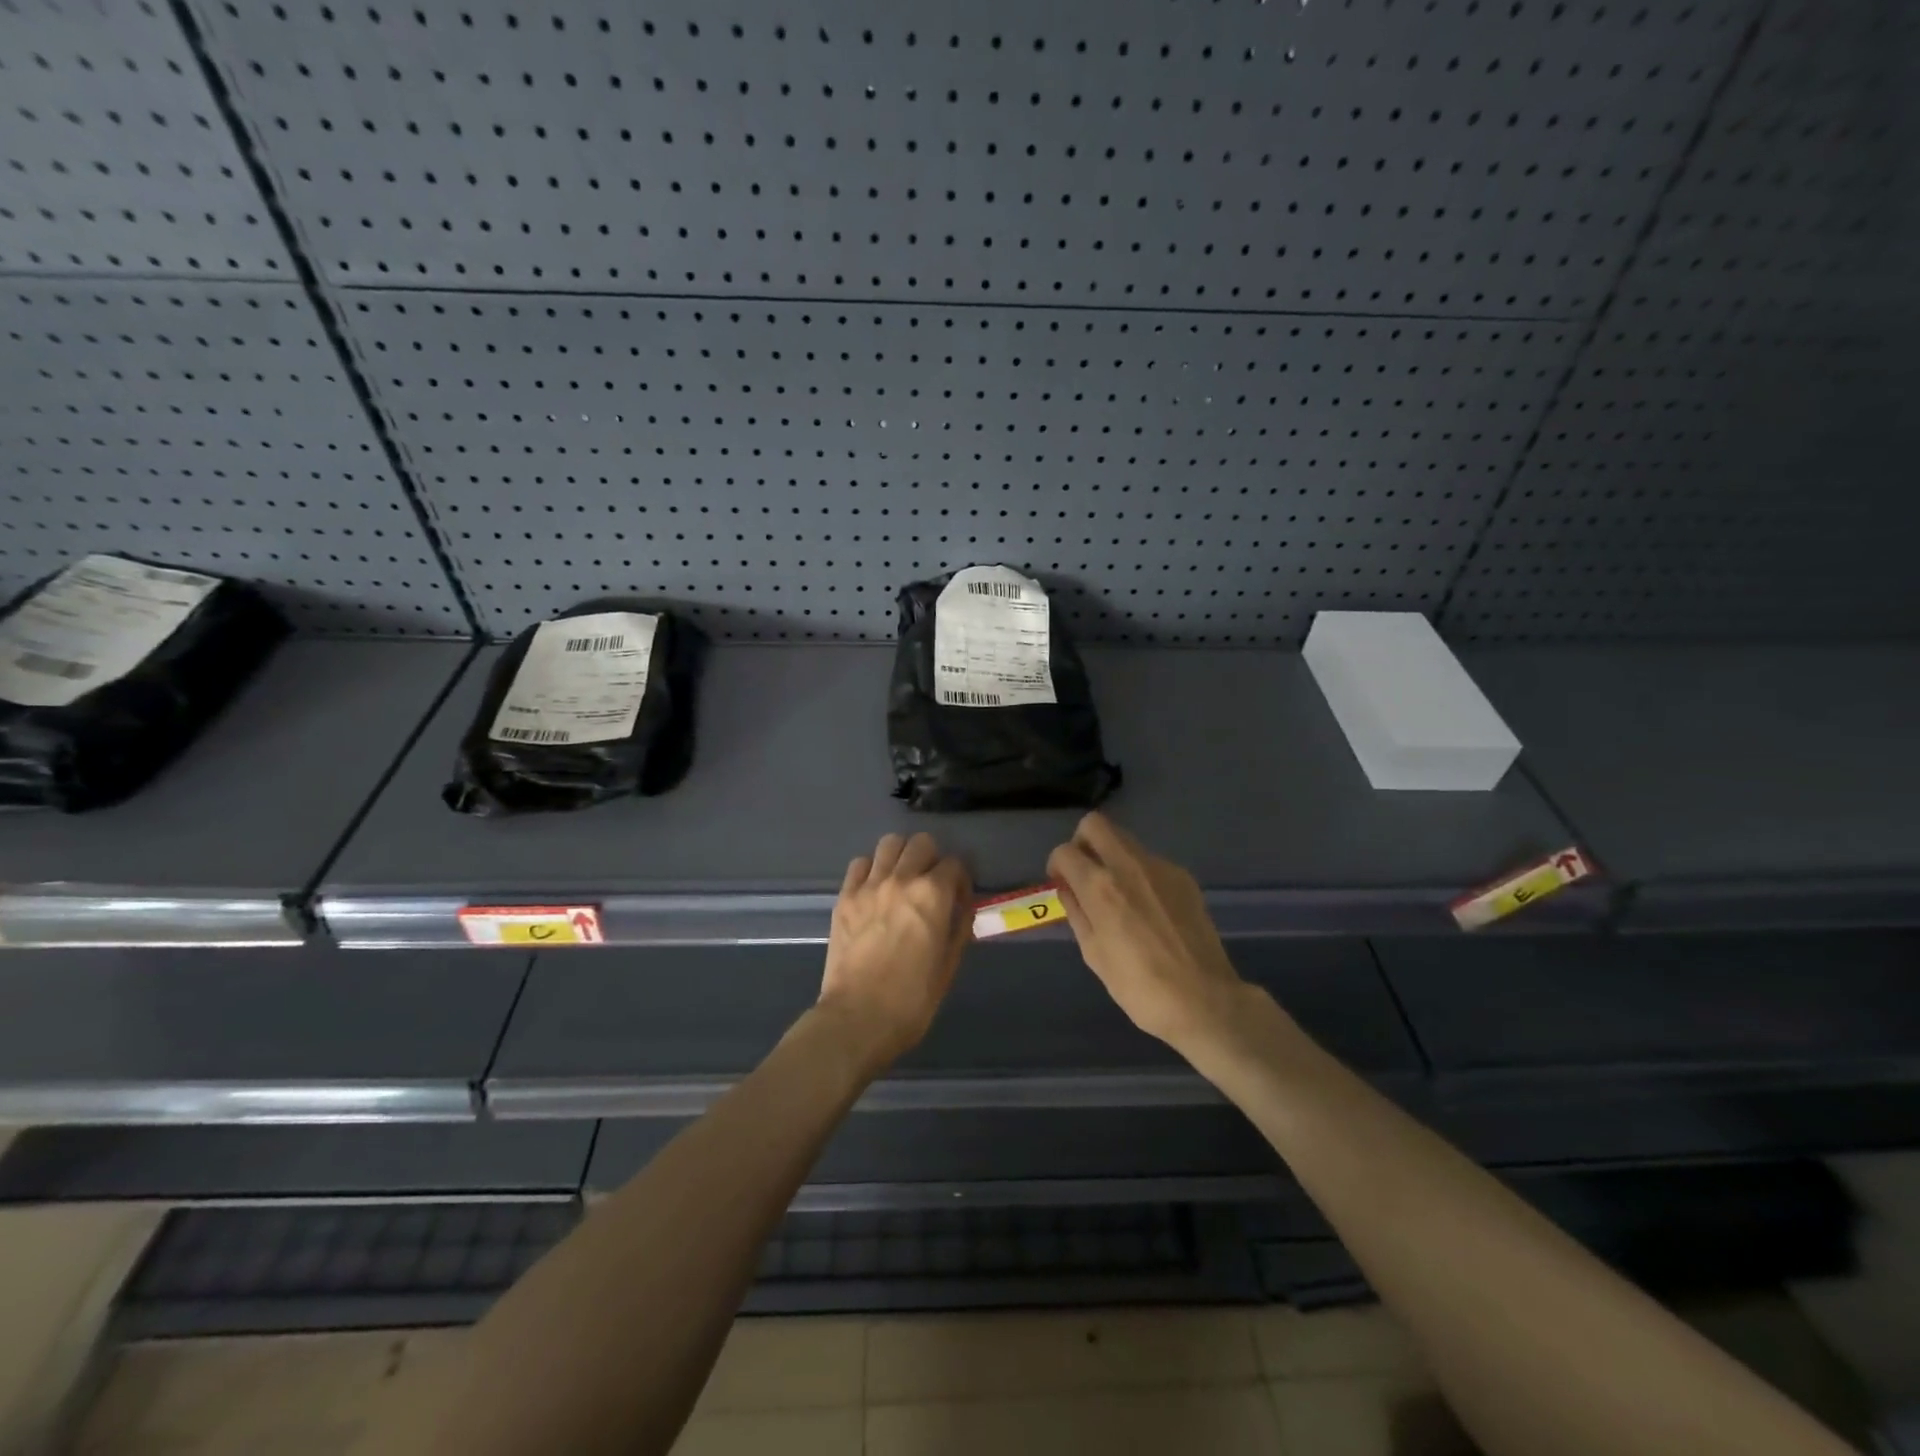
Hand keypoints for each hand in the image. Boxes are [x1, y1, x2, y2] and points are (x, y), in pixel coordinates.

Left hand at [816, 832, 971, 1073]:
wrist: (858, 1018)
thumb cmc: (912, 999)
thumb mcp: (949, 965)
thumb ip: (959, 926)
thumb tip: (962, 906)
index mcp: (932, 895)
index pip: (954, 863)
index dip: (960, 878)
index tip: (958, 896)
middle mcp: (901, 879)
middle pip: (921, 843)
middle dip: (932, 858)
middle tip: (931, 883)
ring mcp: (868, 885)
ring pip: (889, 843)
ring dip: (902, 855)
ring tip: (902, 878)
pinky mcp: (845, 897)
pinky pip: (860, 863)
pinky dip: (872, 868)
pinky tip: (875, 889)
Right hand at [1048, 813, 1248, 1055]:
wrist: (1204, 1000)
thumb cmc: (1139, 987)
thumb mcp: (1094, 953)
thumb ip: (1077, 913)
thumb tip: (1067, 888)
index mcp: (1100, 887)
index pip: (1065, 851)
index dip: (1057, 865)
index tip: (1061, 883)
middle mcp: (1128, 865)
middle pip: (1095, 824)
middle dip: (1082, 842)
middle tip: (1085, 873)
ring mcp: (1161, 867)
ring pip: (1125, 840)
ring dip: (1112, 856)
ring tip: (1117, 895)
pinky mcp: (1183, 877)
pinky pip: (1150, 862)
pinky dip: (1139, 874)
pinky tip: (1148, 908)